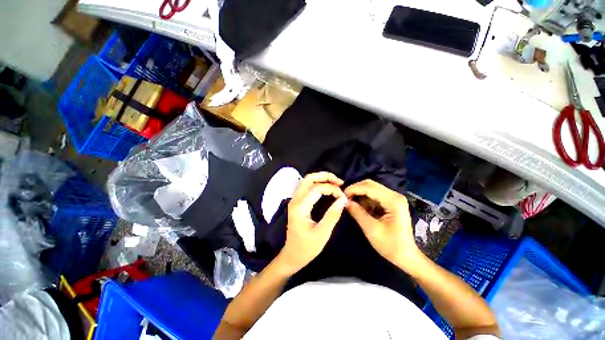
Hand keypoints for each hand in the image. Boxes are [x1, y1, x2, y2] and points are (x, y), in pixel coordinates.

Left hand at [276, 172, 347, 275]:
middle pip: (309, 178)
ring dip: (321, 178)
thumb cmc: (306, 248)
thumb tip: (343, 199)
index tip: (343, 197)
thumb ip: (332, 215)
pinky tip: (327, 188)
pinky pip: (307, 186)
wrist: (292, 255)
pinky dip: (318, 183)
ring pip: (307, 180)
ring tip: (336, 183)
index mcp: (300, 207)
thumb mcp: (322, 234)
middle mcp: (295, 200)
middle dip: (325, 176)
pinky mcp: (297, 202)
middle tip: (339, 182)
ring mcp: (295, 200)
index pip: (316, 188)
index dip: (332, 189)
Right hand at [344, 179, 422, 273]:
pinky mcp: (391, 202)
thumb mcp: (371, 229)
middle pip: (370, 184)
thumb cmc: (391, 245)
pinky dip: (364, 199)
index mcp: (393, 201)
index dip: (353, 189)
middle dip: (356, 189)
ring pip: (371, 188)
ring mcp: (394, 198)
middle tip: (345, 198)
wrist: (407, 256)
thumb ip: (357, 213)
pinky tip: (359, 206)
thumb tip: (344, 201)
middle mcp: (394, 195)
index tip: (341, 196)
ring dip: (359, 194)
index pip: (369, 187)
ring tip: (350, 202)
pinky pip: (374, 195)